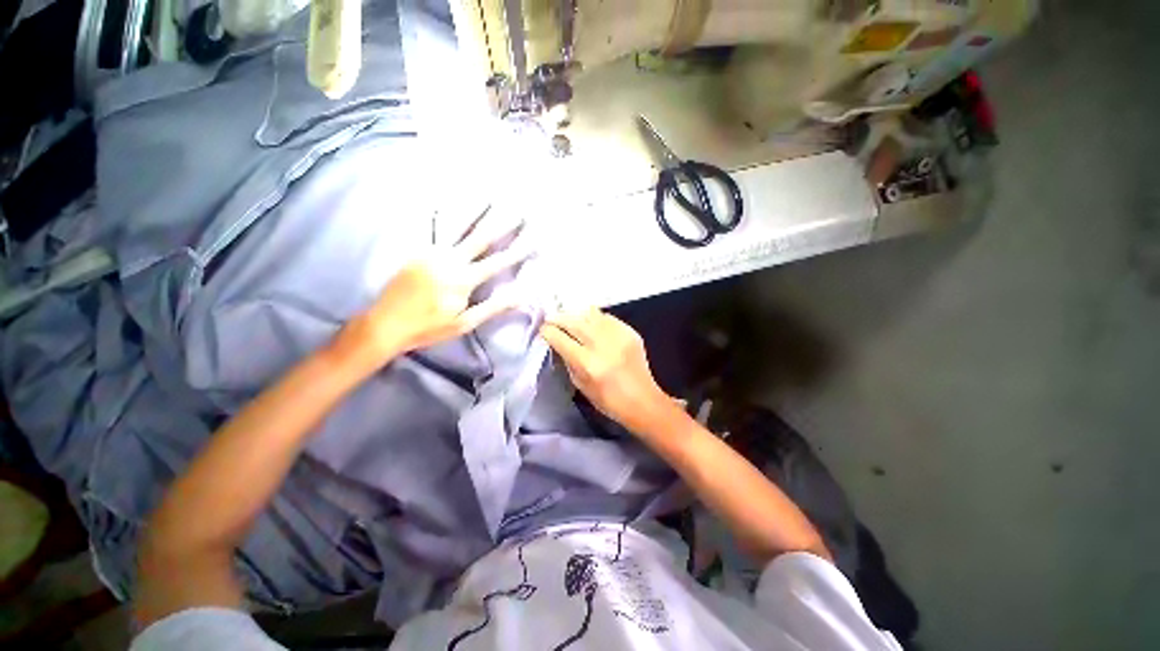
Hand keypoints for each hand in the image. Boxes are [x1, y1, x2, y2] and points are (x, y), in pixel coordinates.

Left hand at [347, 209, 532, 362]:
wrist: (385, 325)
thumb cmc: (429, 327)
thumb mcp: (465, 323)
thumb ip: (493, 307)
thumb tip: (521, 296)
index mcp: (462, 279)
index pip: (498, 262)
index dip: (518, 251)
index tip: (534, 239)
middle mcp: (448, 260)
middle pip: (480, 237)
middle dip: (501, 223)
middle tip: (517, 210)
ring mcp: (431, 253)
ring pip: (456, 227)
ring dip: (475, 211)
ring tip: (489, 197)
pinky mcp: (417, 252)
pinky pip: (432, 230)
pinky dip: (441, 215)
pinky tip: (445, 203)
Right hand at [540, 309, 672, 432]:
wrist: (643, 401)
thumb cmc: (609, 401)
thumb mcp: (581, 385)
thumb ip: (568, 361)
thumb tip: (558, 343)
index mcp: (588, 363)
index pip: (560, 338)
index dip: (548, 331)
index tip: (543, 330)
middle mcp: (602, 345)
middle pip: (574, 321)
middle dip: (558, 318)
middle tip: (552, 320)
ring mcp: (618, 335)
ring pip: (590, 314)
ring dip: (575, 315)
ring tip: (569, 319)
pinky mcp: (630, 332)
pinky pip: (606, 317)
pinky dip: (594, 318)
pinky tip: (590, 324)